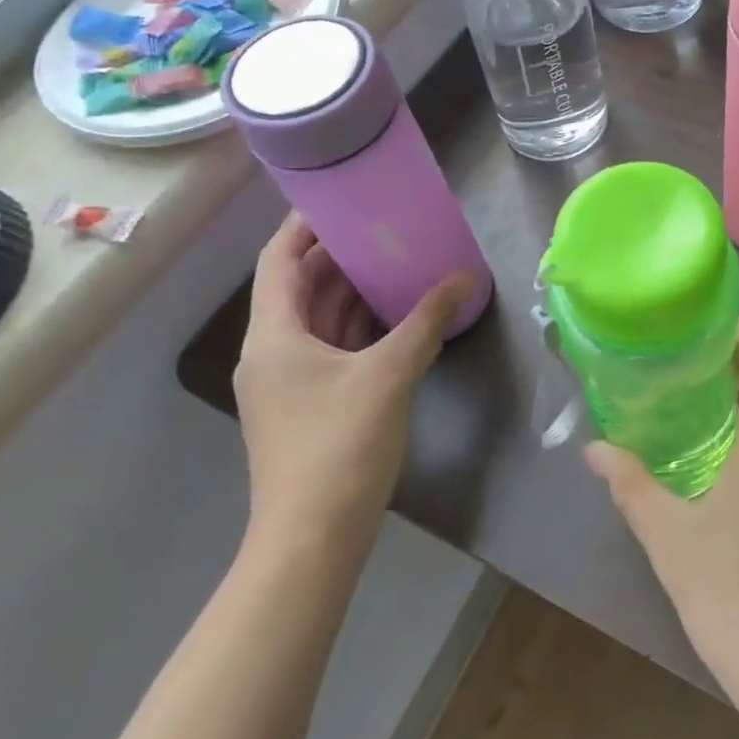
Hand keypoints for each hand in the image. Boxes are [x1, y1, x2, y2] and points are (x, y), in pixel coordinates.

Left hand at [234, 214, 472, 551]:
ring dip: (352, 290)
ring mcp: (290, 381)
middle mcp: (273, 352)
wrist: (313, 540)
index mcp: (274, 336)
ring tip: (395, 259)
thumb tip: (465, 277)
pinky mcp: (310, 404)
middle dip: (338, 255)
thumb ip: (428, 321)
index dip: (302, 225)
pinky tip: (395, 315)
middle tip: (382, 225)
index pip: (278, 261)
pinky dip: (359, 325)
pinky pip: (333, 347)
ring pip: (318, 319)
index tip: (338, 198)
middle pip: (299, 287)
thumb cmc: (340, 446)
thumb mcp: (390, 374)